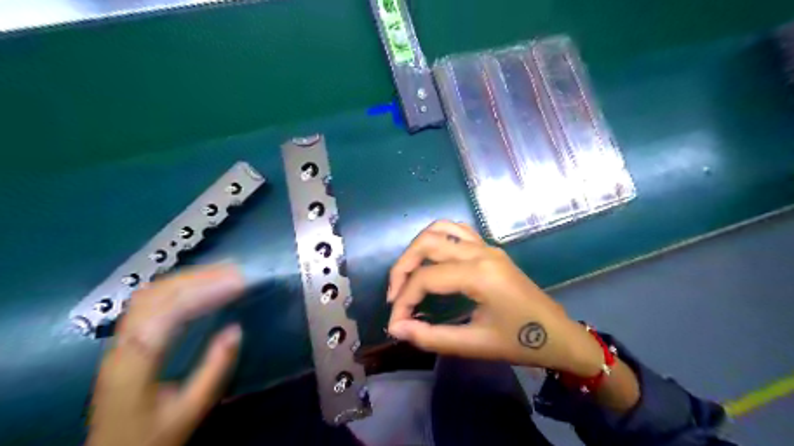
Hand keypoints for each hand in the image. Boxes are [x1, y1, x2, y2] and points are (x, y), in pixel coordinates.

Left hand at [86, 266, 244, 445]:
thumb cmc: (152, 435)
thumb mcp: (190, 410)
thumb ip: (214, 371)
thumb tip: (236, 330)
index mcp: (136, 364)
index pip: (168, 314)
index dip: (205, 292)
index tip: (239, 283)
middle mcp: (123, 344)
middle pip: (156, 296)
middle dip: (200, 278)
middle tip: (236, 271)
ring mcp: (121, 339)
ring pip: (151, 293)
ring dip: (189, 277)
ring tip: (223, 271)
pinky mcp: (126, 338)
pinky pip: (149, 300)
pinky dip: (178, 285)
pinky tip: (198, 283)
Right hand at [385, 219, 601, 375]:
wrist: (560, 335)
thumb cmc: (521, 343)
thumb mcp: (475, 345)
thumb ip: (431, 337)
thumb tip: (397, 328)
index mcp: (479, 274)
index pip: (425, 278)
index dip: (403, 300)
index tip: (395, 323)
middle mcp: (480, 252)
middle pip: (426, 244)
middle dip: (402, 268)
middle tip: (394, 295)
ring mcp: (487, 246)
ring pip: (439, 229)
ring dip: (417, 248)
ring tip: (408, 275)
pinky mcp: (490, 248)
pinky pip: (457, 230)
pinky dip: (436, 239)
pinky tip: (431, 260)